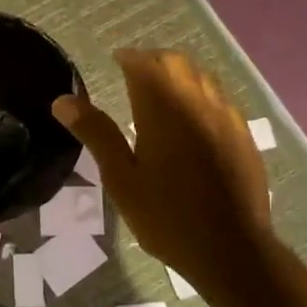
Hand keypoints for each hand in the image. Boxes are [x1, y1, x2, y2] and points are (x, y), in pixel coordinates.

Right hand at [53, 49, 272, 304]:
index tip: (115, 60)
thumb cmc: (167, 217)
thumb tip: (63, 100)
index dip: (129, 57)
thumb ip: (96, 134)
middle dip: (154, 60)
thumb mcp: (121, 179)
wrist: (231, 249)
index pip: (145, 65)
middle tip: (134, 72)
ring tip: (161, 91)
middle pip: (177, 63)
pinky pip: (220, 99)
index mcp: (164, 111)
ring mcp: (226, 119)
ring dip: (179, 74)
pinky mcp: (243, 136)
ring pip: (202, 77)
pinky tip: (192, 119)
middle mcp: (198, 104)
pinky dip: (200, 95)